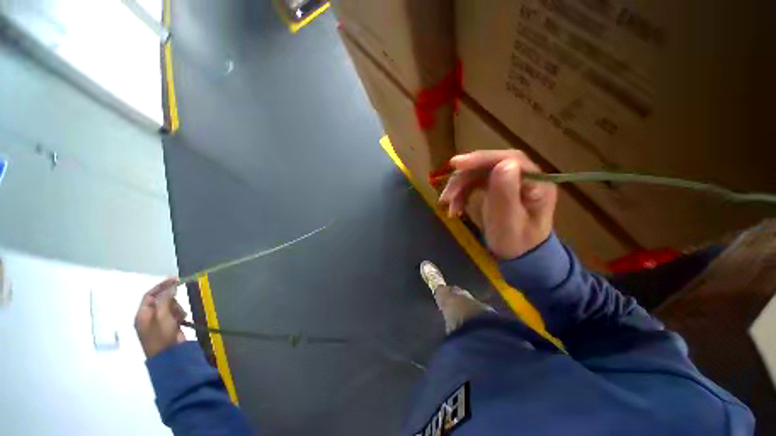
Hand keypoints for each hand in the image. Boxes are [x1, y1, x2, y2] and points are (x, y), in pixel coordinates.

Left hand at [135, 278, 186, 357]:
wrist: (169, 355)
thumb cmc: (161, 335)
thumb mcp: (162, 316)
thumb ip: (165, 299)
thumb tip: (171, 286)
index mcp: (142, 314)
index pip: (150, 295)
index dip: (162, 286)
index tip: (176, 279)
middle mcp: (149, 317)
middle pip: (161, 300)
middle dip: (171, 300)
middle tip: (177, 306)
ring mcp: (159, 322)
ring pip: (170, 307)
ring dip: (177, 309)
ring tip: (179, 317)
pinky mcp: (169, 326)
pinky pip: (175, 314)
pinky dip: (179, 315)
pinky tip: (182, 321)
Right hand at [440, 150, 556, 258]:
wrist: (519, 256)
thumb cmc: (516, 243)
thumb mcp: (509, 223)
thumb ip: (506, 195)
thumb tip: (504, 164)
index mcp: (536, 183)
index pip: (509, 159)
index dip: (482, 159)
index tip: (457, 165)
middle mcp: (524, 177)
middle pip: (490, 165)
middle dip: (464, 177)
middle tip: (446, 194)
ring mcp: (509, 181)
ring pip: (479, 173)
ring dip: (459, 187)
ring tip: (447, 204)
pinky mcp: (497, 187)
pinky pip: (476, 183)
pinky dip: (462, 193)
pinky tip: (454, 207)